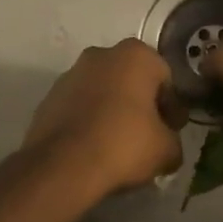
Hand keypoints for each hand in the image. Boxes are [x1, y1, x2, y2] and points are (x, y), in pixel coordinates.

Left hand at [22, 40, 186, 199]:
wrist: (62, 167)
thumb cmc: (124, 145)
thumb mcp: (167, 150)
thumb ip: (173, 140)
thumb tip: (167, 145)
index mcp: (136, 55)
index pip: (165, 78)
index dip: (172, 106)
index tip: (171, 129)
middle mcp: (101, 55)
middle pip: (131, 80)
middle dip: (141, 104)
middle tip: (148, 136)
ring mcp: (70, 74)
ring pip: (103, 91)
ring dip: (113, 111)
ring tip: (118, 145)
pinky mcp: (49, 98)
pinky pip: (80, 107)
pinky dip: (89, 121)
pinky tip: (94, 147)